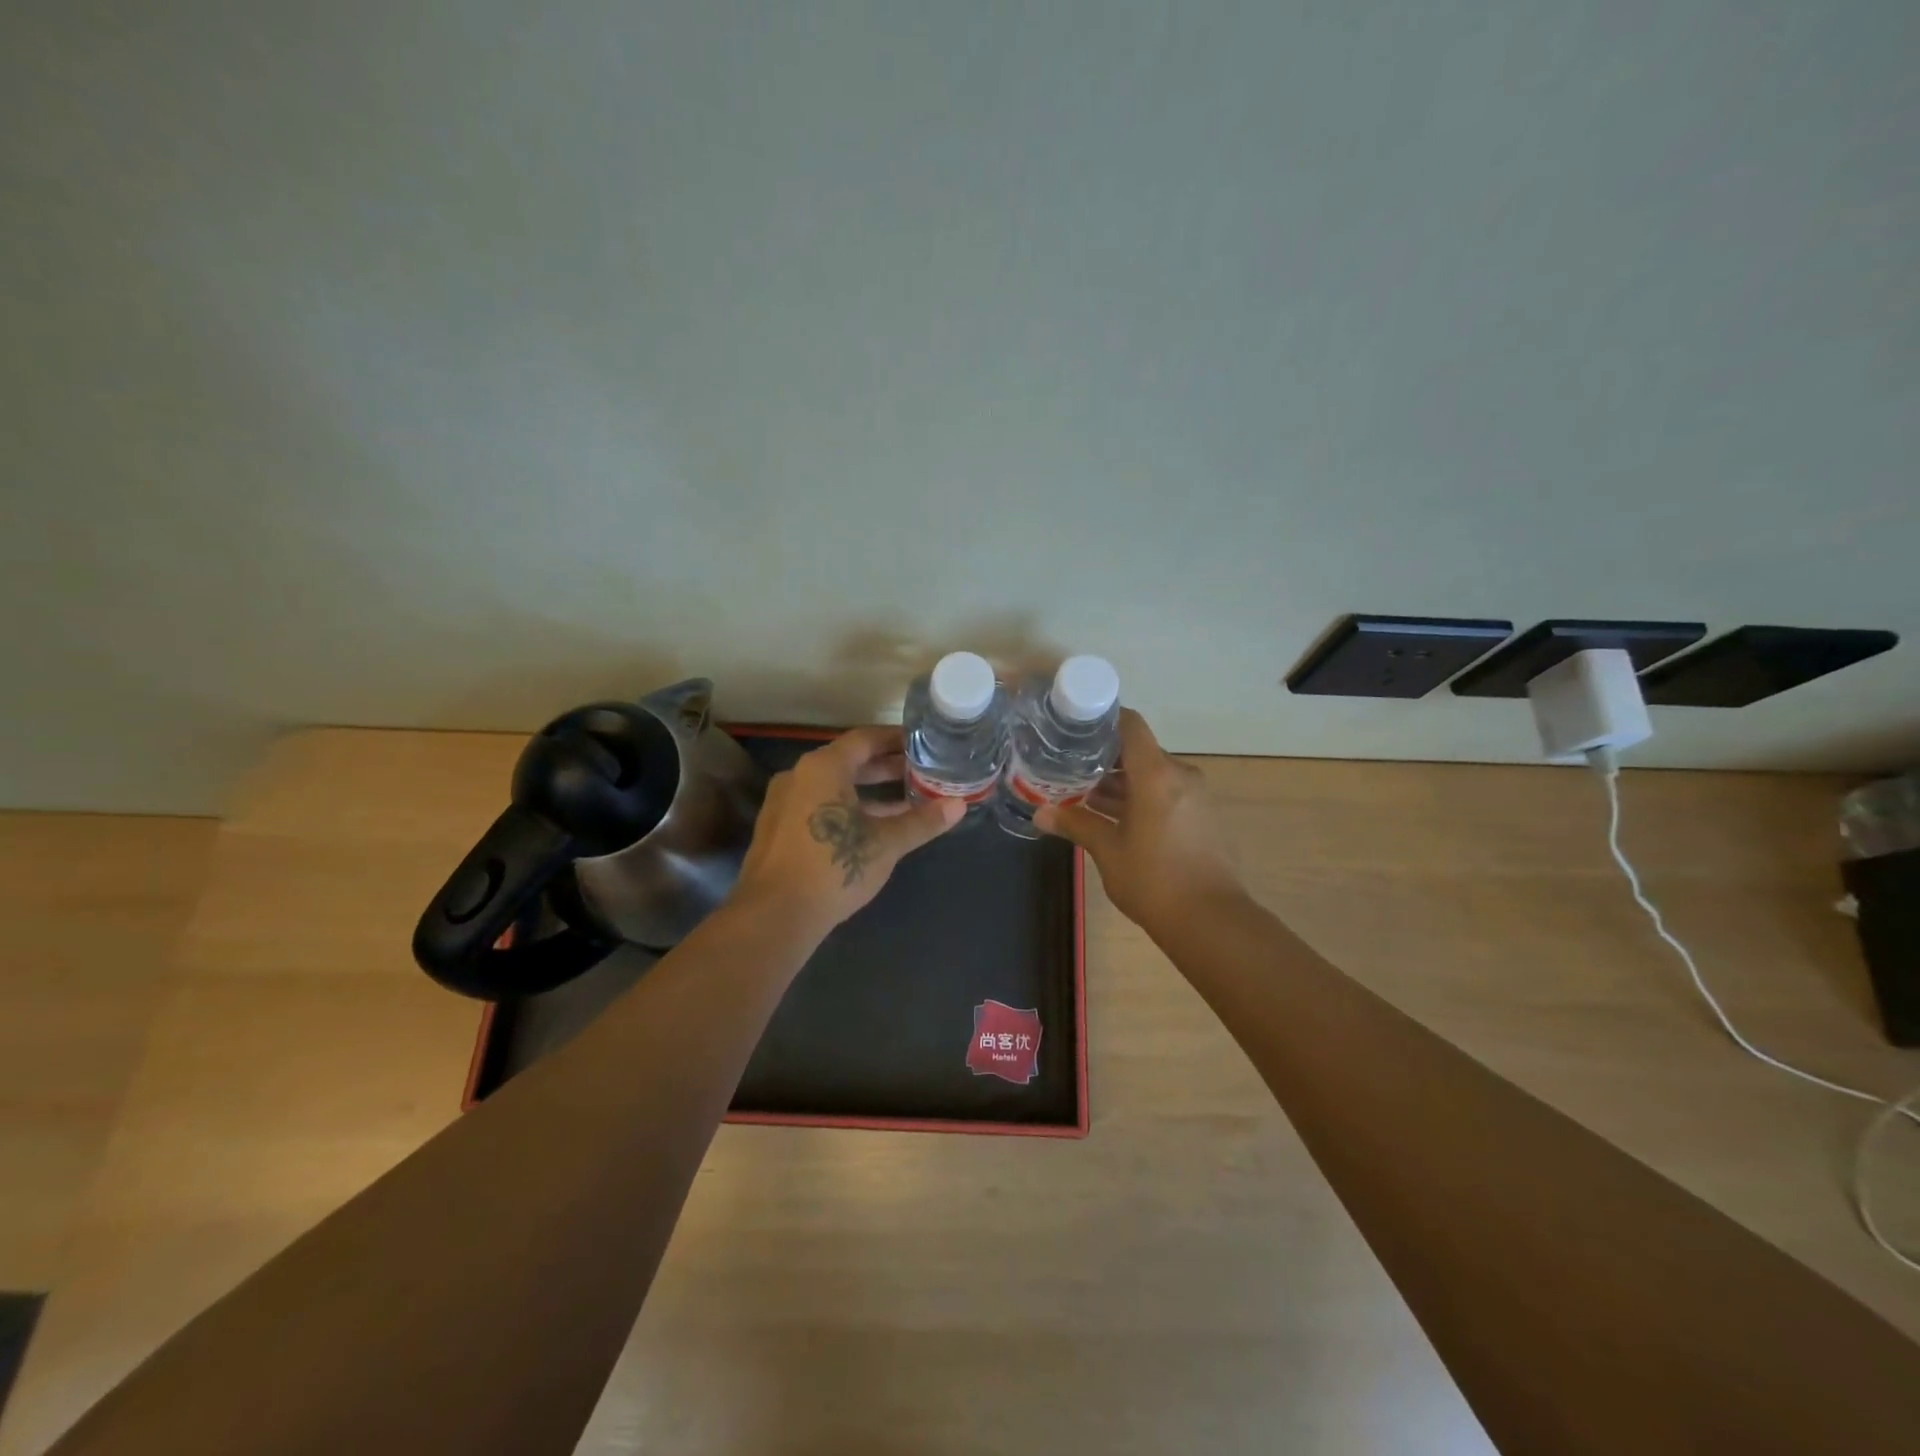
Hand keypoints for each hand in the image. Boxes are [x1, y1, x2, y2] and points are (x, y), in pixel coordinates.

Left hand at [731, 726, 963, 939]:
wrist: (773, 916)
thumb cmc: (833, 867)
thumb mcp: (886, 844)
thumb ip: (922, 821)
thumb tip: (959, 805)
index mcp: (823, 767)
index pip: (865, 739)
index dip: (896, 741)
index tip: (923, 746)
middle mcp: (799, 775)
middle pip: (849, 761)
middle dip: (886, 768)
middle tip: (921, 774)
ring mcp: (784, 803)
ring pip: (833, 786)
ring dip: (868, 792)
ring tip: (905, 802)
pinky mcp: (778, 829)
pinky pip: (819, 806)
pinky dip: (847, 809)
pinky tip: (872, 829)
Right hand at [1034, 709, 1244, 934]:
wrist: (1212, 921)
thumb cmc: (1154, 880)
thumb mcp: (1108, 850)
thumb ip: (1075, 824)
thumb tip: (1040, 814)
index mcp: (1157, 774)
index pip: (1131, 725)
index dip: (1103, 719)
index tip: (1074, 727)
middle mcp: (1180, 776)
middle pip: (1139, 752)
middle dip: (1104, 759)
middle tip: (1068, 767)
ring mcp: (1195, 796)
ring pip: (1152, 775)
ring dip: (1121, 783)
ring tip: (1083, 794)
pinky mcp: (1202, 817)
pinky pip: (1166, 794)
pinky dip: (1140, 798)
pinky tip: (1113, 817)